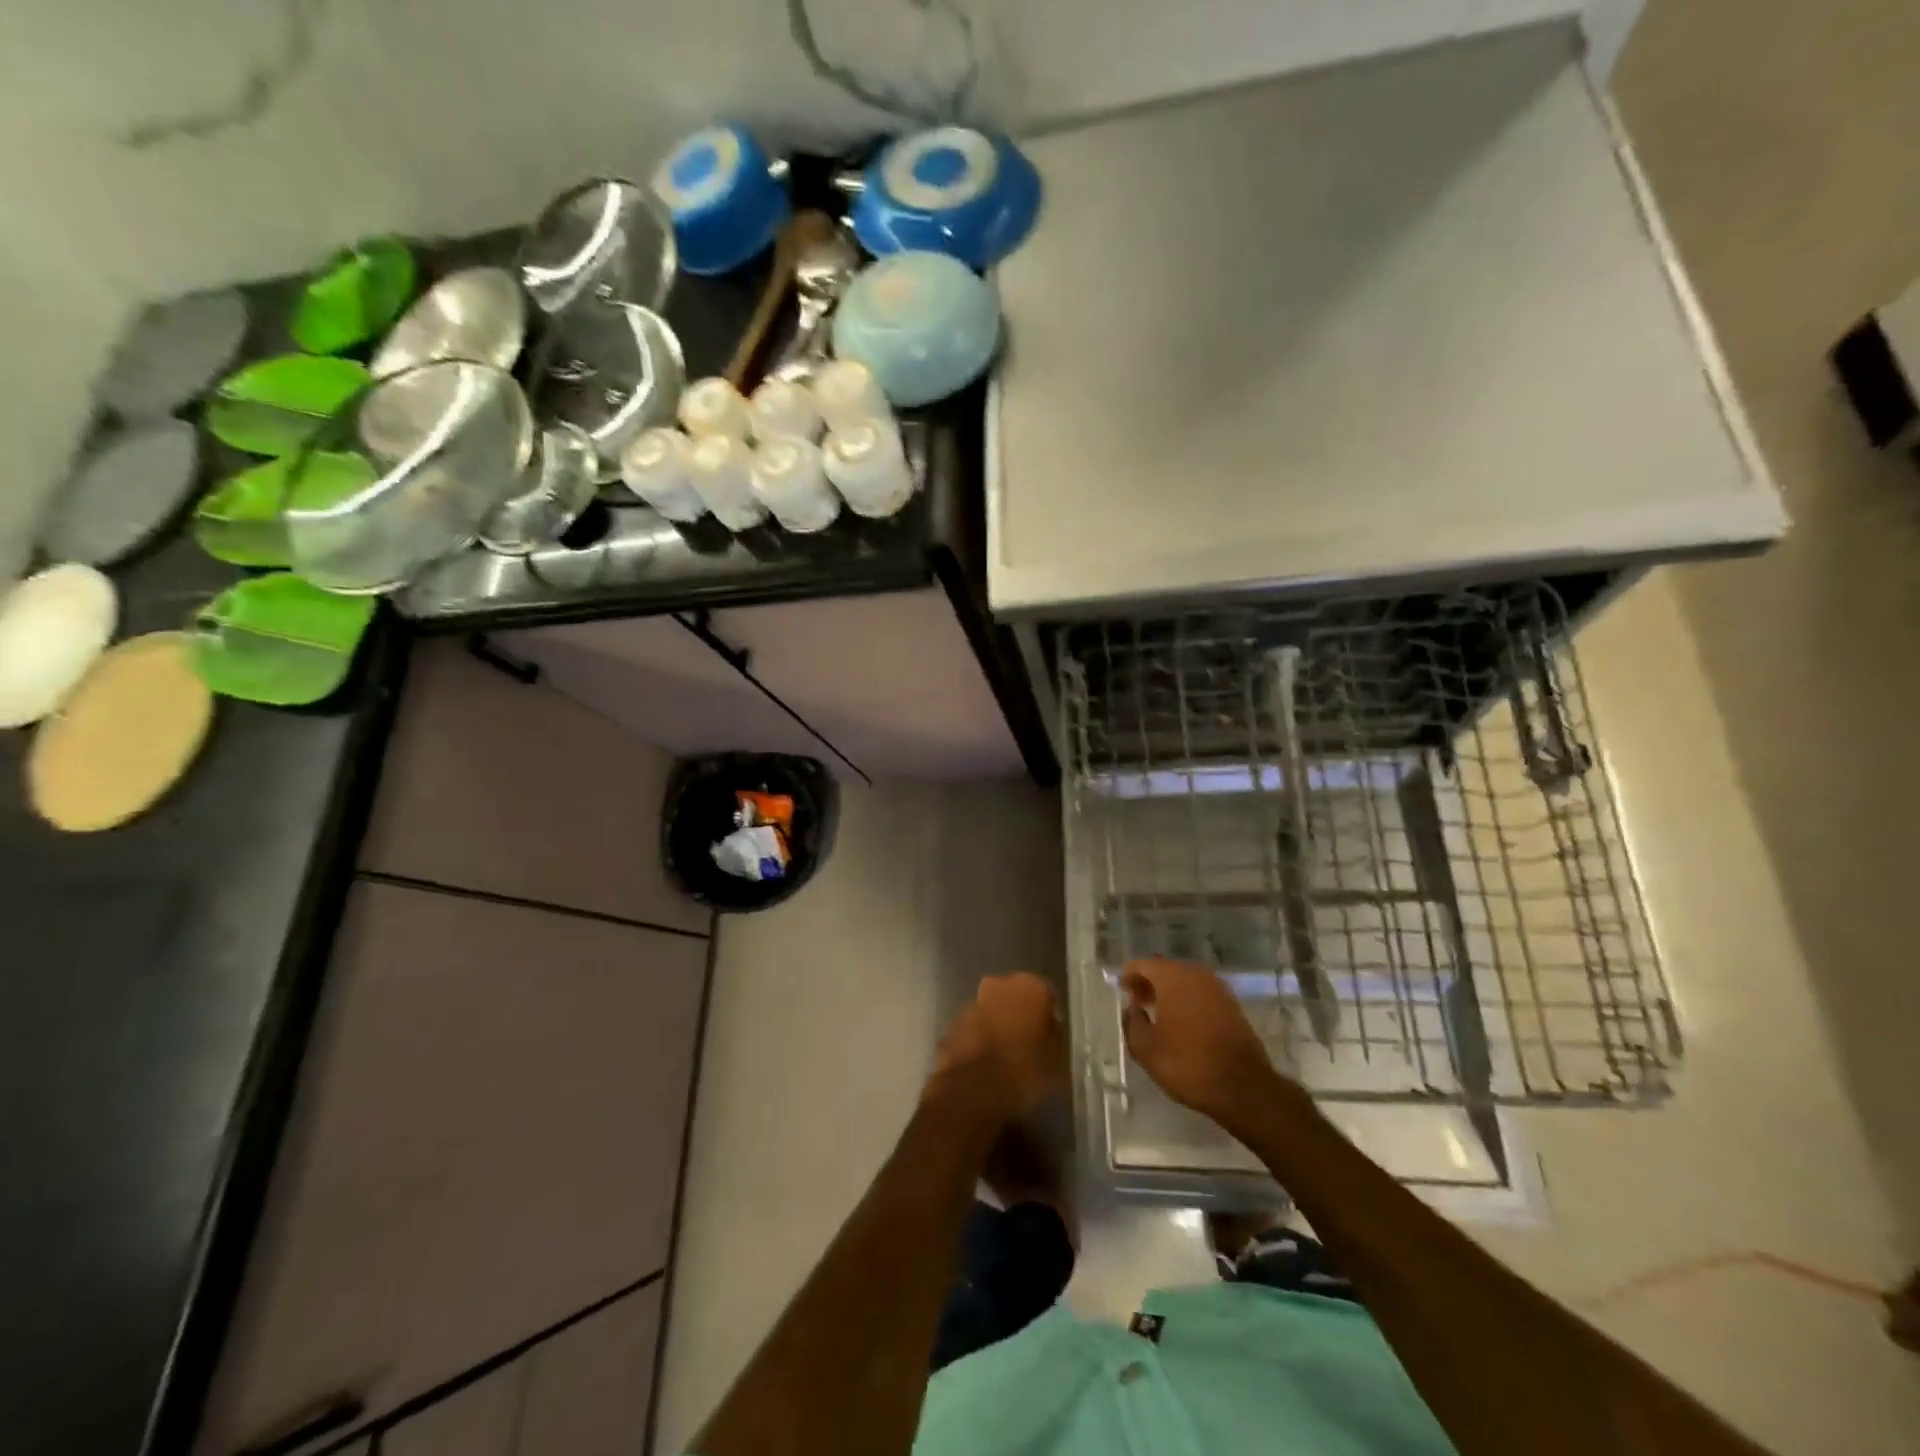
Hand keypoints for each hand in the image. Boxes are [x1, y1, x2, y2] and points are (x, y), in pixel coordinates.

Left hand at [930, 973, 1064, 1121]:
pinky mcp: (952, 1023)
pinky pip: (975, 1028)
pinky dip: (981, 1040)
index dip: (1050, 1016)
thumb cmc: (1024, 1071)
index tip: (1053, 1037)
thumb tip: (1050, 1029)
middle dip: (1022, 1016)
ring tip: (1007, 1059)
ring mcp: (972, 1002)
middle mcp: (999, 984)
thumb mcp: (1056, 1060)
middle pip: (1016, 998)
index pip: (1047, 994)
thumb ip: (1054, 1037)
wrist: (971, 1090)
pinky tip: (986, 1065)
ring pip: (993, 1011)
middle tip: (1031, 1045)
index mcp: (1030, 987)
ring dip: (999, 1027)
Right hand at [1121, 958, 1293, 1132]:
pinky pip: (1202, 995)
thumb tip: (1133, 1008)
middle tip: (1137, 1000)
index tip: (1121, 988)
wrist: (1243, 1087)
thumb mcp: (1146, 1048)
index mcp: (1172, 977)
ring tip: (1157, 1012)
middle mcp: (1196, 975)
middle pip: (1166, 970)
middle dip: (1150, 982)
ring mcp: (1218, 989)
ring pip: (1186, 982)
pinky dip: (1188, 1001)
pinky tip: (1182, 1022)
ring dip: (1170, 992)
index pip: (1144, 965)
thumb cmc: (1187, 1064)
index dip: (1129, 975)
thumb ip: (1133, 1022)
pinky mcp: (1232, 1006)